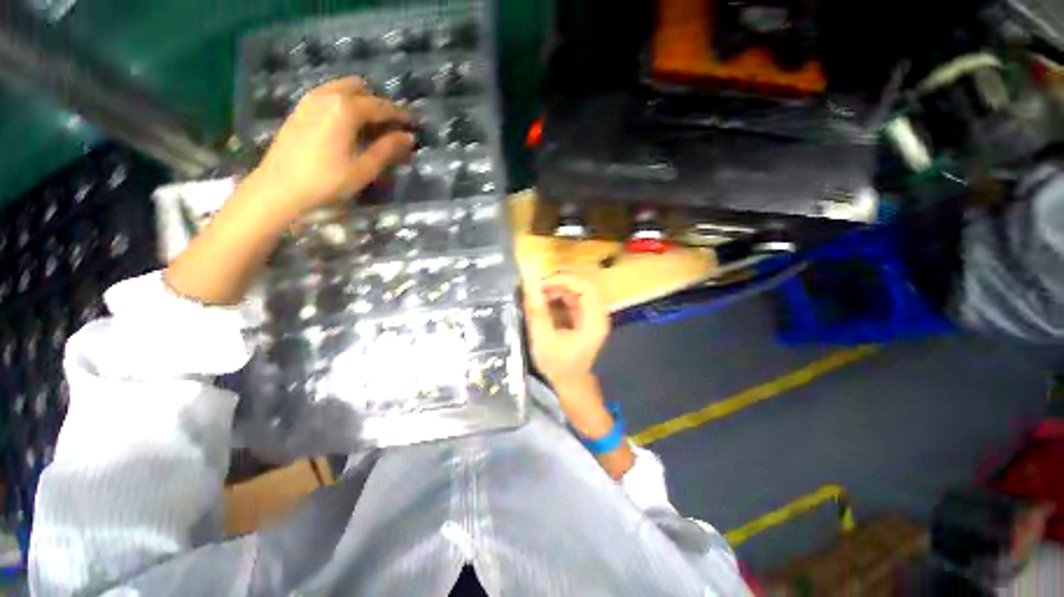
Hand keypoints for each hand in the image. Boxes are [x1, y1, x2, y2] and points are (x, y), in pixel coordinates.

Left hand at [248, 76, 413, 221]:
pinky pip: (328, 95)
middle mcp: (328, 96)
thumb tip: (409, 138)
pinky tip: (348, 125)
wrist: (279, 188)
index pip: (381, 106)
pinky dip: (344, 103)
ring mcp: (310, 100)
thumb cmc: (327, 181)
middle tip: (393, 126)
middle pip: (361, 90)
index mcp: (346, 108)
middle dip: (380, 105)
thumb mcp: (364, 168)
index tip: (415, 123)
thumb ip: (387, 149)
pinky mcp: (300, 109)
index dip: (400, 115)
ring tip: (373, 126)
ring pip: (342, 89)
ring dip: (361, 101)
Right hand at [523, 272, 610, 388]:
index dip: (564, 280)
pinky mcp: (585, 318)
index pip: (586, 288)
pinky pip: (573, 299)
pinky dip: (558, 297)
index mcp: (594, 321)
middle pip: (582, 287)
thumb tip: (529, 284)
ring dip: (557, 290)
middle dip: (558, 284)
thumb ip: (537, 312)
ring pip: (577, 291)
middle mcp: (597, 315)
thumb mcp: (543, 340)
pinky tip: (545, 303)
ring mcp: (592, 316)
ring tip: (538, 296)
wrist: (570, 384)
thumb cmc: (558, 366)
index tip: (542, 284)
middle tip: (537, 289)